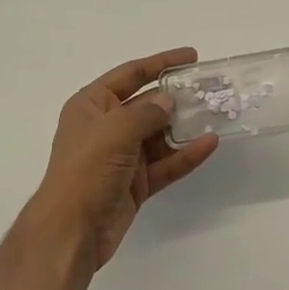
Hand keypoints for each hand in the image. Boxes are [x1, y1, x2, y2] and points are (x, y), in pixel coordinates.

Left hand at [32, 48, 220, 269]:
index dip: (160, 63)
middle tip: (211, 90)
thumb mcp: (115, 131)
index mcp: (92, 105)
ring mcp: (122, 156)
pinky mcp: (136, 183)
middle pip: (148, 104)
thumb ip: (147, 113)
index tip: (191, 57)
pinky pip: (165, 163)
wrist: (71, 232)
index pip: (130, 74)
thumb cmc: (86, 170)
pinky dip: (186, 154)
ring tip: (217, 114)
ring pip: (160, 135)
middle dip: (178, 97)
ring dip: (186, 126)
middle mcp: (107, 126)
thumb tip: (168, 101)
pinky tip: (210, 144)